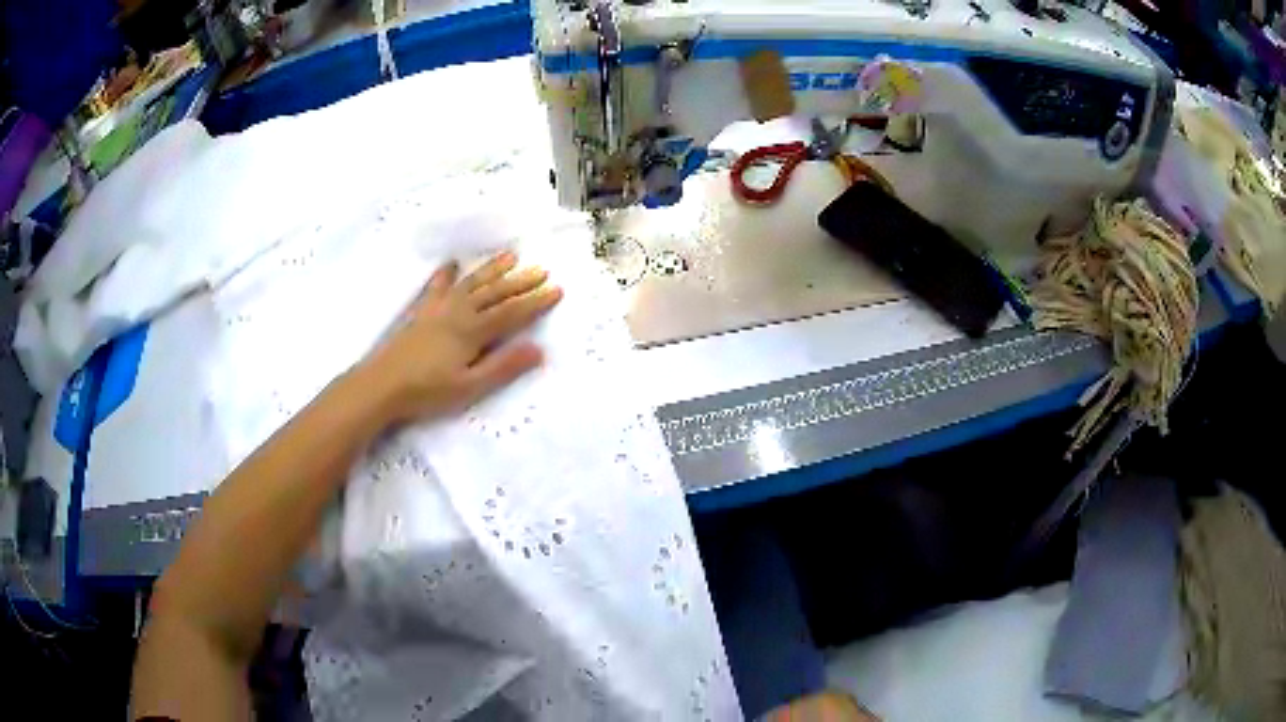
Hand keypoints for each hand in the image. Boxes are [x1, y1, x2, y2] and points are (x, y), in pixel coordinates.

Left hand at [360, 252, 562, 423]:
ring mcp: (438, 308)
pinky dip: (446, 274)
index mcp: (473, 331)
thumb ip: (504, 367)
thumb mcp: (470, 387)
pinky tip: (452, 264)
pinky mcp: (421, 311)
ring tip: (511, 256)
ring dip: (492, 269)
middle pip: (495, 292)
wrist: (381, 384)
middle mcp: (459, 312)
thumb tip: (539, 350)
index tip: (557, 290)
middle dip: (520, 281)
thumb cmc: (427, 391)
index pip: (512, 312)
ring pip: (471, 283)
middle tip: (542, 270)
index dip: (535, 301)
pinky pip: (437, 286)